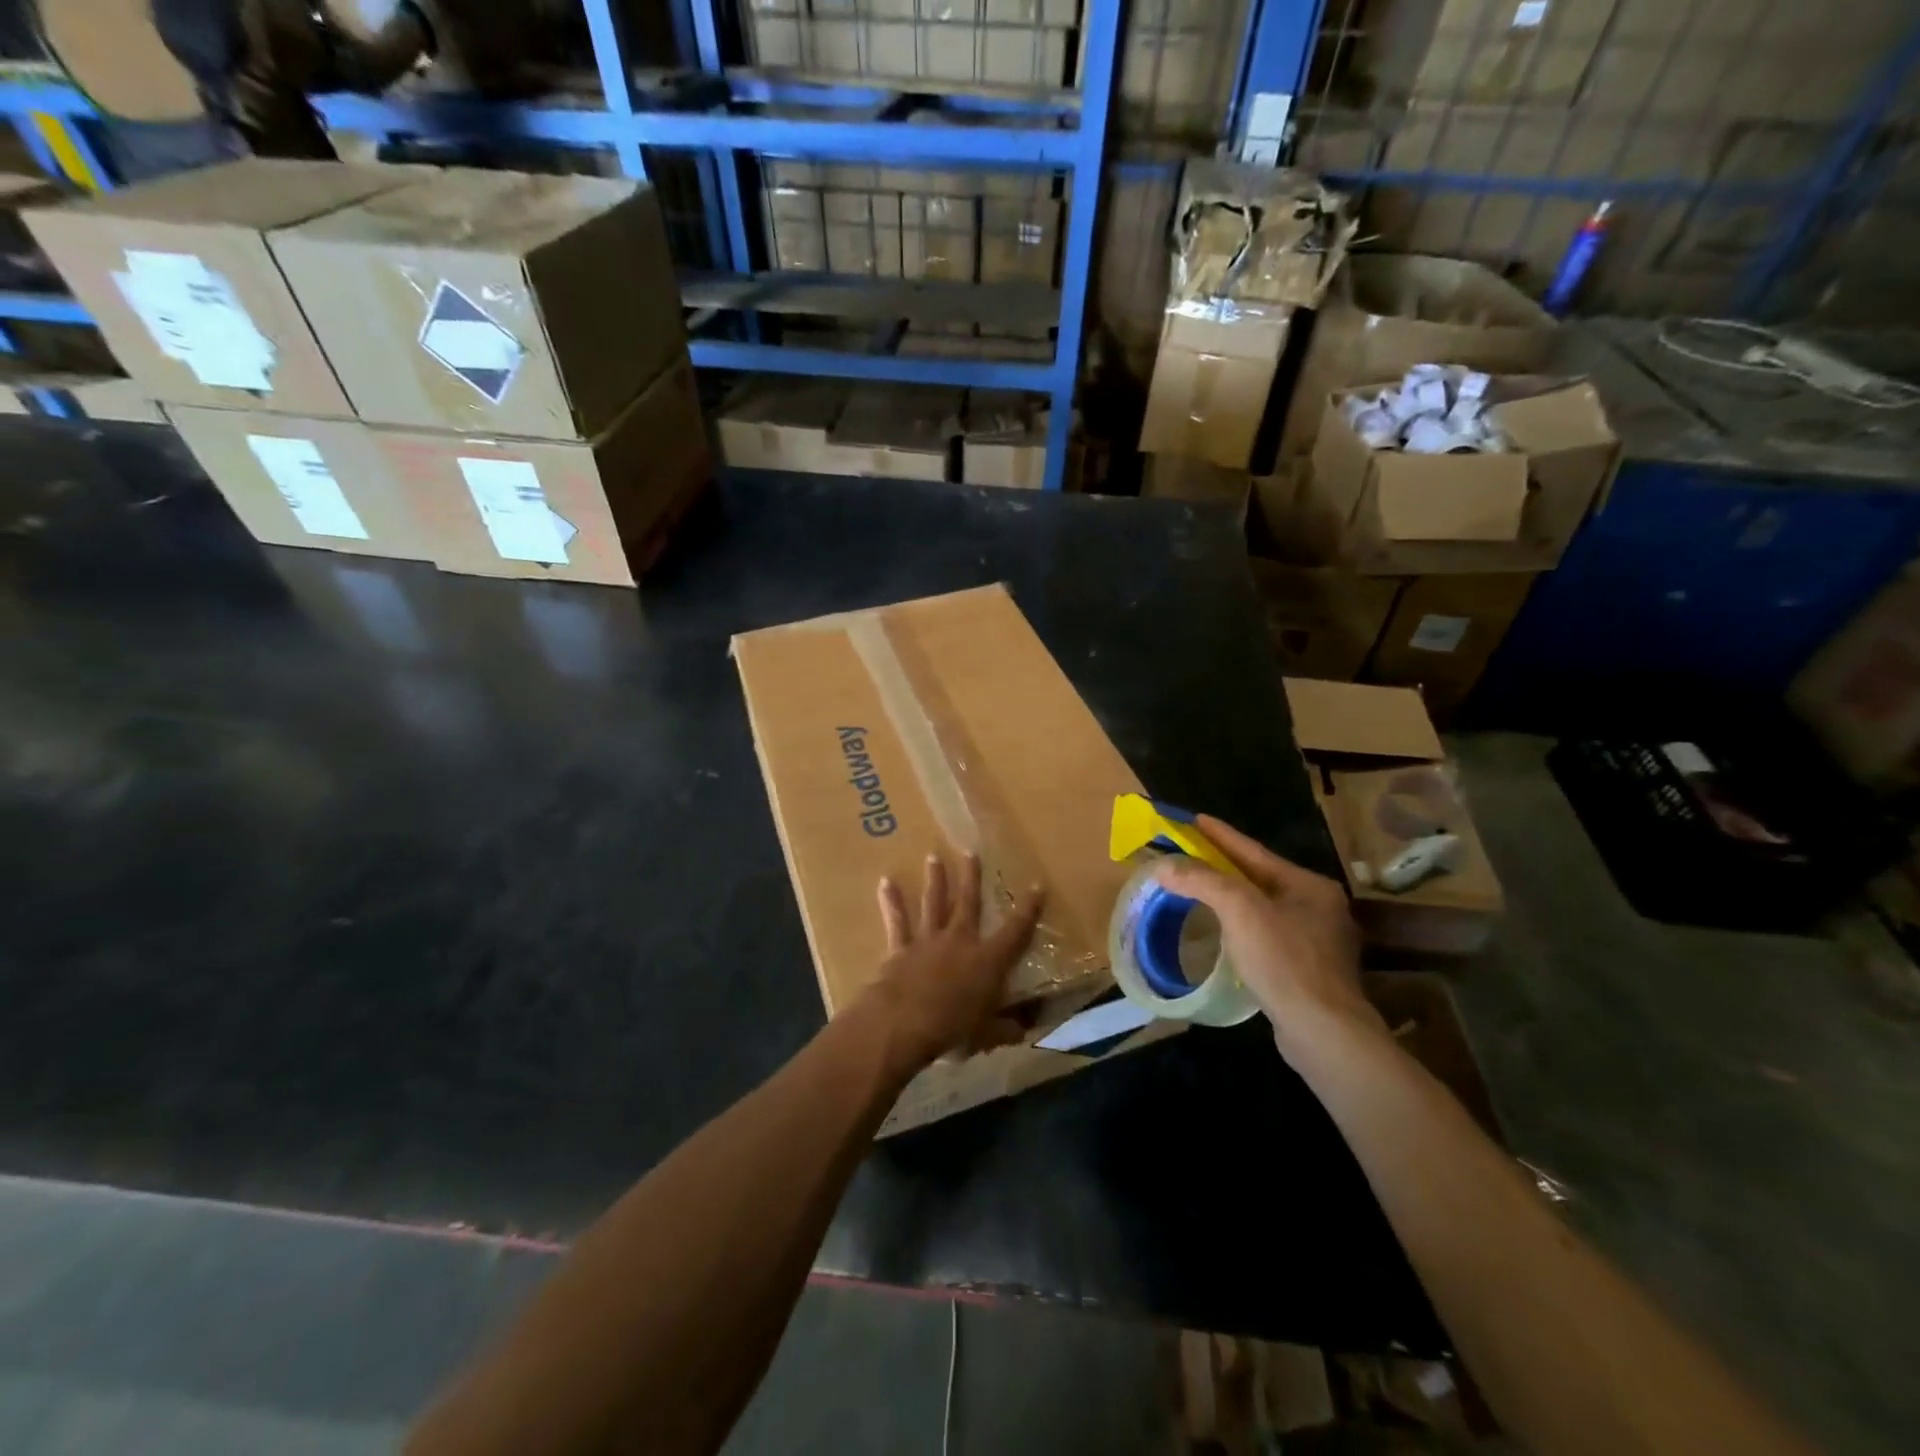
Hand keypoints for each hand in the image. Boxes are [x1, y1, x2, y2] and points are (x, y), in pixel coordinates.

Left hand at [856, 852, 1044, 1074]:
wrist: (902, 1022)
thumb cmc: (952, 1029)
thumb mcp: (987, 1035)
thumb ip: (1005, 1029)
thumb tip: (1023, 1031)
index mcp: (988, 960)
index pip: (1016, 930)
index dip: (1029, 909)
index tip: (1037, 885)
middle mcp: (960, 941)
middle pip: (969, 902)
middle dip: (972, 877)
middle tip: (971, 851)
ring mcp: (928, 940)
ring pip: (933, 903)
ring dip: (934, 879)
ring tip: (933, 857)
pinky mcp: (901, 948)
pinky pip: (896, 921)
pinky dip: (891, 902)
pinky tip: (885, 882)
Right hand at [1154, 816, 1381, 1057]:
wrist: (1322, 1030)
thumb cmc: (1283, 960)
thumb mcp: (1239, 911)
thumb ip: (1202, 882)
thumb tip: (1164, 865)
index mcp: (1309, 886)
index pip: (1255, 852)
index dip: (1221, 835)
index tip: (1194, 819)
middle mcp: (1320, 907)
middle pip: (1260, 878)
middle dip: (1225, 866)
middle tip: (1191, 854)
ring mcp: (1319, 941)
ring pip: (1265, 908)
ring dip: (1232, 898)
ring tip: (1202, 890)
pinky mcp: (1309, 971)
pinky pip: (1268, 935)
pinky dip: (1243, 927)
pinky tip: (1226, 933)